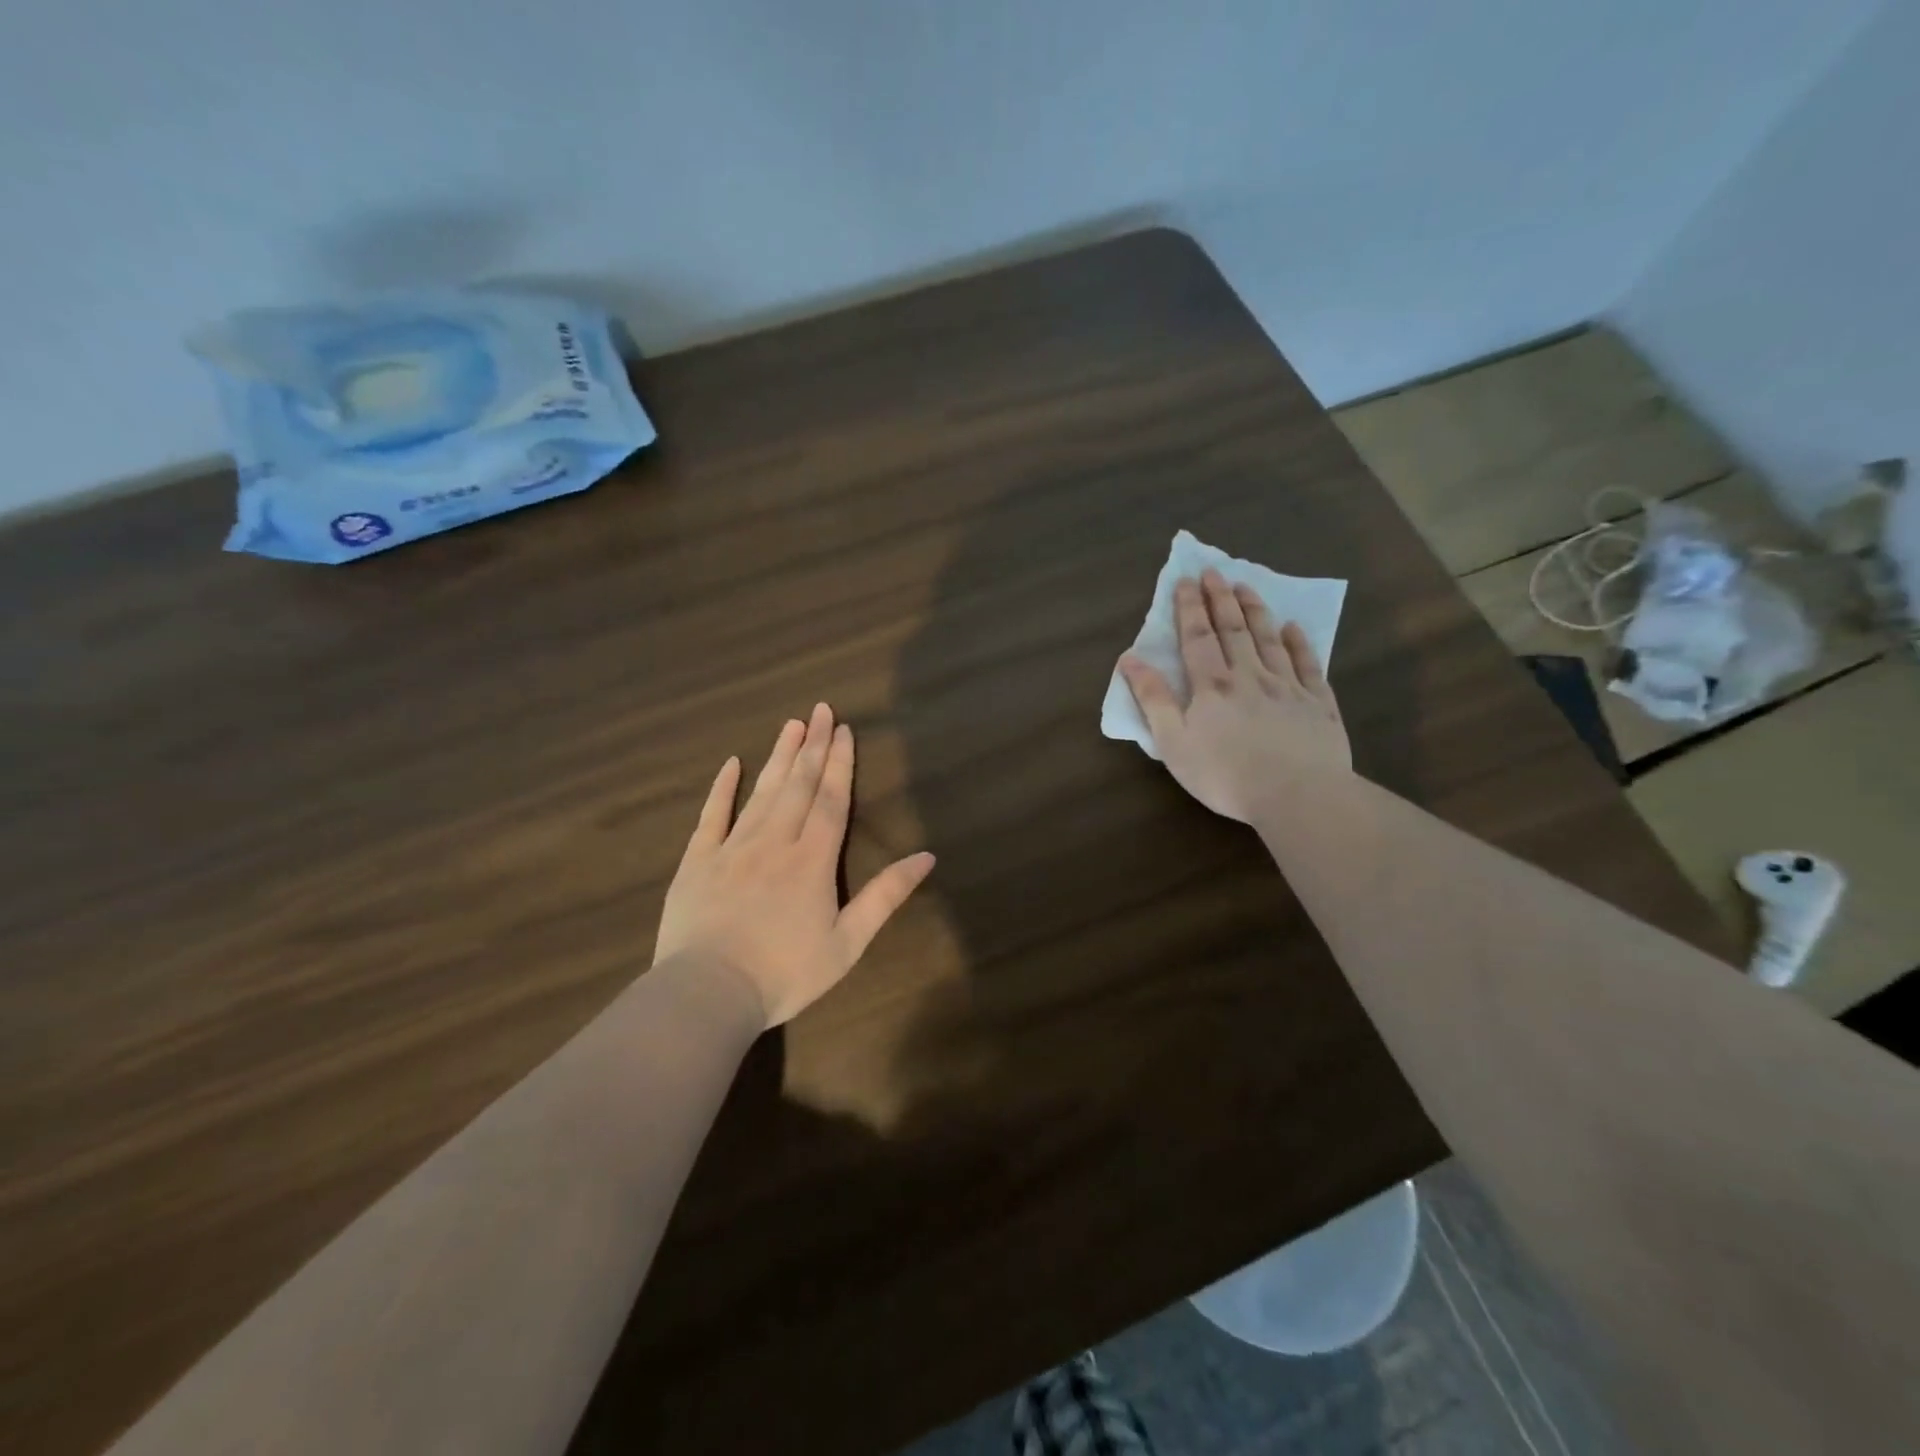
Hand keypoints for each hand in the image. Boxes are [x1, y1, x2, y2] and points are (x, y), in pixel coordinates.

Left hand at [654, 704, 935, 1027]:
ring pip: (761, 792)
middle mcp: (774, 841)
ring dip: (778, 757)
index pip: (831, 800)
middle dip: (812, 746)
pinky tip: (731, 764)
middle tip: (820, 710)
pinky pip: (712, 816)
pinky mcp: (698, 861)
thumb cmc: (785, 973)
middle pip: (798, 785)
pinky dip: (722, 788)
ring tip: (790, 725)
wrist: (708, 993)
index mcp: (812, 860)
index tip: (844, 729)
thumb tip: (926, 857)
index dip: (839, 763)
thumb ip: (885, 897)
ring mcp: (732, 848)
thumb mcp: (847, 943)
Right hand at [1118, 568, 1350, 822]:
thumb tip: (1130, 659)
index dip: (1189, 608)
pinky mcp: (1318, 704)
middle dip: (1221, 599)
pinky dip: (1299, 644)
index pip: (1197, 638)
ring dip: (1256, 611)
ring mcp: (1288, 687)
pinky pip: (1307, 665)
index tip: (1186, 580)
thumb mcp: (1174, 743)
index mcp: (1212, 686)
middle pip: (1234, 630)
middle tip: (1215, 572)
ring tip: (1247, 587)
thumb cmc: (1225, 775)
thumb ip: (1153, 699)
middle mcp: (1250, 676)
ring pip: (1270, 640)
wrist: (1298, 795)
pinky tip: (1294, 628)